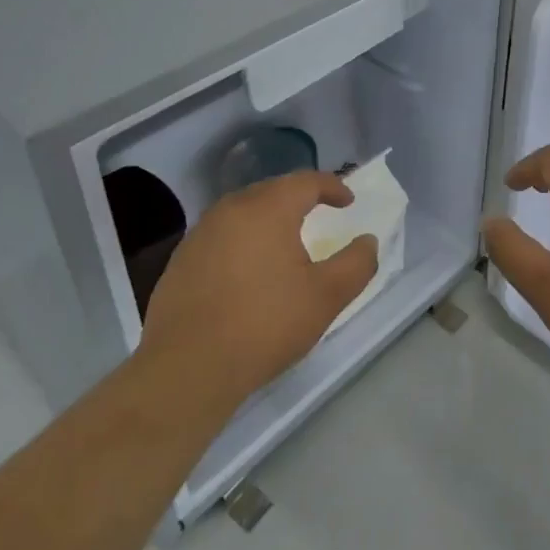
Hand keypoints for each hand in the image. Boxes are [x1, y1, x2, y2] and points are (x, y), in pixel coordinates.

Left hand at [139, 171, 378, 419]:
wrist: (187, 367)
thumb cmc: (265, 324)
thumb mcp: (326, 297)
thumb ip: (356, 264)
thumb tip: (368, 241)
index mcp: (268, 208)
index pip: (306, 181)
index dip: (332, 186)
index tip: (348, 201)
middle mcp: (231, 209)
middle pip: (272, 190)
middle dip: (299, 198)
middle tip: (319, 213)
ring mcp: (200, 233)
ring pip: (243, 212)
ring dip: (269, 219)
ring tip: (285, 241)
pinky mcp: (181, 260)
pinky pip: (222, 235)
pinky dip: (243, 241)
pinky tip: (248, 270)